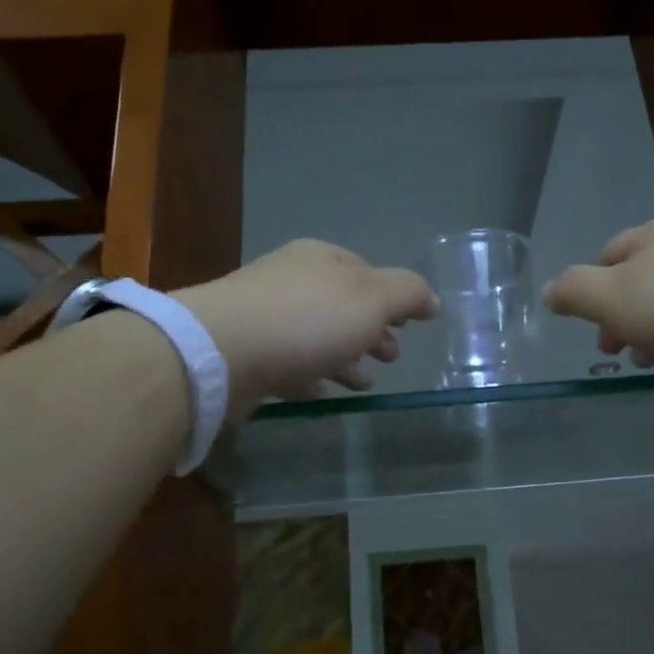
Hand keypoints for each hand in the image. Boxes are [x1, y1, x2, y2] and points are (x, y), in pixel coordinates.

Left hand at [175, 240, 439, 415]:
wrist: (222, 351)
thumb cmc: (308, 318)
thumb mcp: (374, 298)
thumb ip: (408, 293)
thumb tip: (431, 300)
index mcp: (321, 259)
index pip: (366, 272)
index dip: (392, 298)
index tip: (411, 326)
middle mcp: (291, 281)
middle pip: (342, 306)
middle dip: (371, 331)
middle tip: (393, 358)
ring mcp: (264, 318)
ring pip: (318, 338)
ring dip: (346, 357)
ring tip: (366, 383)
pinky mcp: (247, 354)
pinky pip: (292, 365)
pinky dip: (315, 377)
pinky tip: (327, 394)